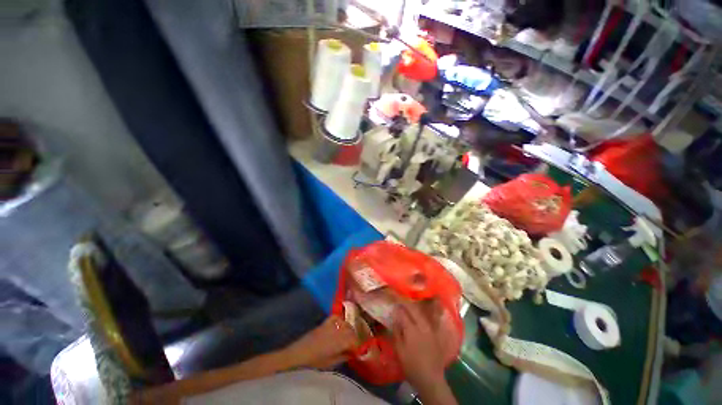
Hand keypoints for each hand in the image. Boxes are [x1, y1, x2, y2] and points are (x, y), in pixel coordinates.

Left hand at [285, 315, 358, 368]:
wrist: (300, 352)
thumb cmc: (315, 360)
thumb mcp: (331, 363)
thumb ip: (344, 357)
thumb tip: (353, 354)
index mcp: (340, 342)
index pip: (355, 341)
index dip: (358, 346)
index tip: (359, 351)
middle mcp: (338, 330)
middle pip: (352, 331)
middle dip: (355, 338)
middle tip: (354, 345)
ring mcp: (332, 324)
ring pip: (346, 324)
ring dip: (349, 330)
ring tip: (348, 337)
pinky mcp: (326, 321)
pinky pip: (337, 317)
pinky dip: (341, 320)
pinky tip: (341, 325)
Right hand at [392, 301, 457, 404]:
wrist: (430, 378)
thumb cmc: (411, 366)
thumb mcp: (399, 350)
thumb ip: (397, 331)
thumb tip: (395, 316)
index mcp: (411, 329)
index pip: (402, 312)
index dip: (397, 305)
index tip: (392, 299)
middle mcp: (422, 325)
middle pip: (413, 308)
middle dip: (406, 301)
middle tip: (400, 298)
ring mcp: (430, 328)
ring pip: (422, 311)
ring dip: (415, 304)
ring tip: (409, 301)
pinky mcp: (436, 332)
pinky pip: (432, 317)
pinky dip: (428, 310)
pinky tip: (427, 307)